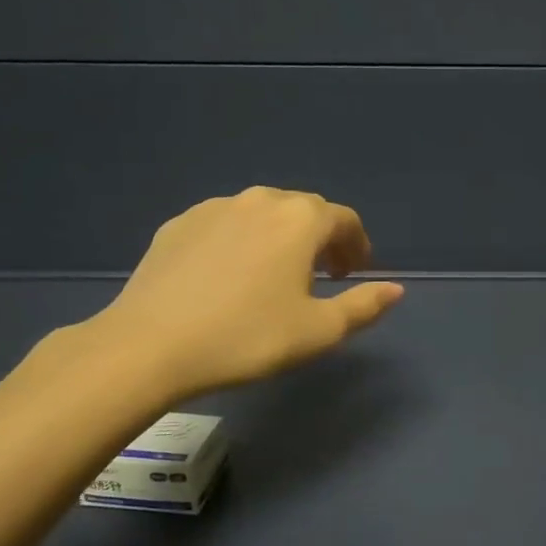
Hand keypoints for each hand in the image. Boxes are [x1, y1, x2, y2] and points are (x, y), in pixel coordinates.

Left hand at [91, 187, 403, 398]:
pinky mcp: (178, 224)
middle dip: (320, 238)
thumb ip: (363, 306)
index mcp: (299, 220)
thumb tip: (396, 289)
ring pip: (262, 214)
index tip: (354, 273)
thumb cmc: (247, 337)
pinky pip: (225, 224)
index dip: (356, 245)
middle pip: (304, 211)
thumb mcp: (318, 331)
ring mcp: (213, 208)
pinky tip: (229, 276)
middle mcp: (259, 200)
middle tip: (321, 276)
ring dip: (280, 237)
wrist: (150, 345)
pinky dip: (241, 241)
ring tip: (275, 275)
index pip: (343, 219)